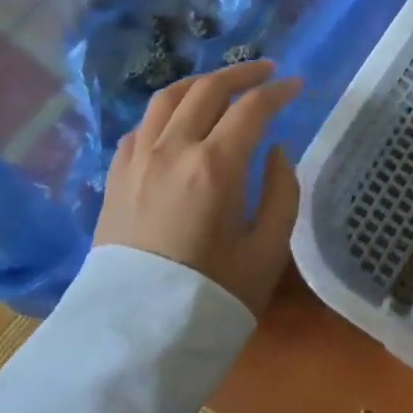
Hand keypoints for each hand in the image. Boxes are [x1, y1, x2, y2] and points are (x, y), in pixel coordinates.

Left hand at [94, 59, 303, 315]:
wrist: (135, 340)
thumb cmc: (212, 296)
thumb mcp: (268, 250)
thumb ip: (281, 191)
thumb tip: (273, 151)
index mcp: (215, 166)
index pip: (252, 107)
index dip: (279, 91)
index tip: (297, 86)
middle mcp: (173, 150)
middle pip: (208, 89)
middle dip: (243, 73)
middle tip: (267, 72)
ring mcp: (137, 161)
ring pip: (167, 98)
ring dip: (200, 83)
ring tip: (222, 85)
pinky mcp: (115, 178)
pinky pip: (141, 127)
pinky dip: (166, 113)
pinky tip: (178, 123)